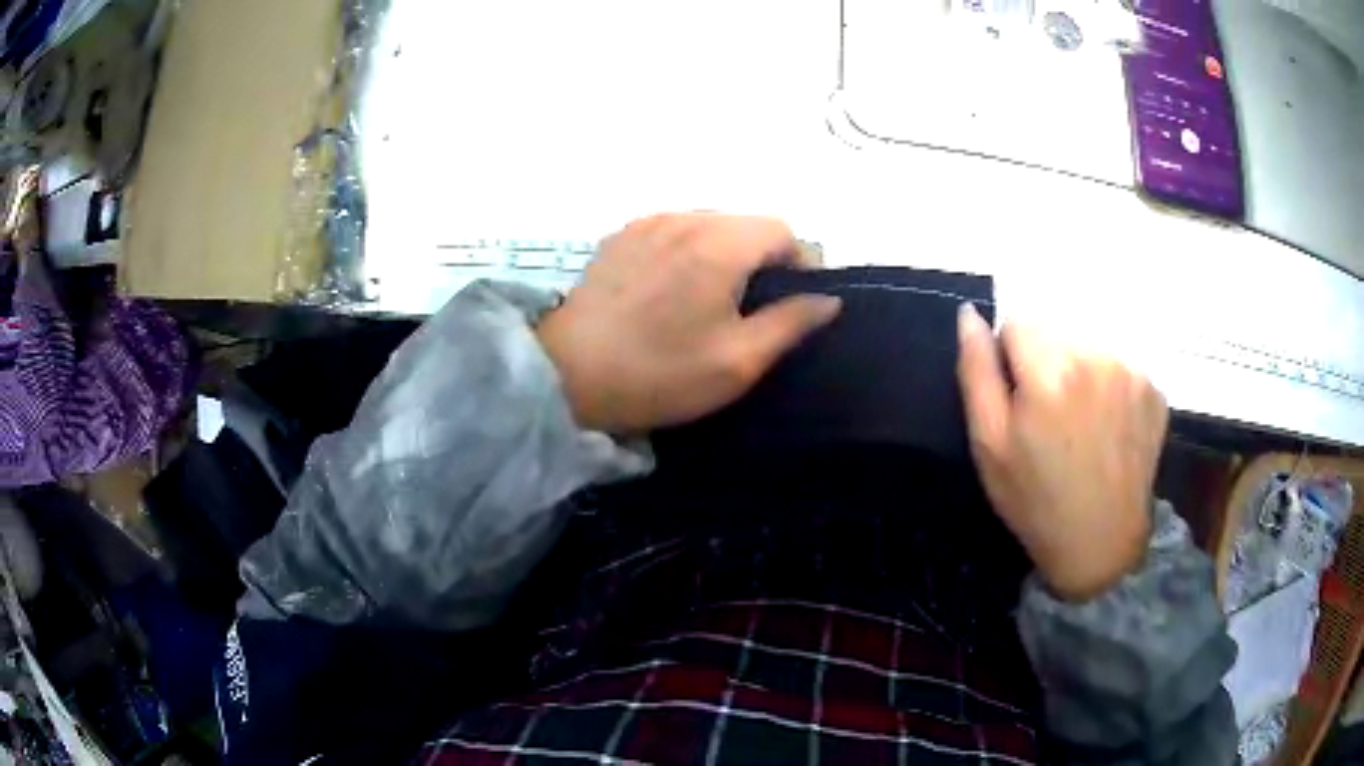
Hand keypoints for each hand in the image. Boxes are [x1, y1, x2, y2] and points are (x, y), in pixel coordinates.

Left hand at [537, 213, 841, 433]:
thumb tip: (827, 299)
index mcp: (721, 243)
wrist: (568, 374)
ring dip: (724, 250)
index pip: (782, 229)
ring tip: (712, 296)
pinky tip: (671, 288)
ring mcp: (647, 222)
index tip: (793, 301)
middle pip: (745, 222)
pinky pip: (672, 228)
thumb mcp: (739, 360)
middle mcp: (686, 217)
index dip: (799, 262)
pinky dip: (688, 248)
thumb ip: (791, 323)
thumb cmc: (661, 372)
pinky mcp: (620, 235)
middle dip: (762, 256)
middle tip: (753, 305)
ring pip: (708, 222)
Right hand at [956, 305, 1168, 601]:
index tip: (1019, 401)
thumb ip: (976, 372)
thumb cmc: (1036, 500)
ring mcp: (1132, 372)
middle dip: (1046, 363)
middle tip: (1050, 418)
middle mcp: (1096, 358)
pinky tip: (1107, 427)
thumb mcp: (990, 444)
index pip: (1017, 323)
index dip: (1010, 360)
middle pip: (1056, 331)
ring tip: (1080, 423)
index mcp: (1051, 371)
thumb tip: (969, 314)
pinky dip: (1109, 386)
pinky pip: (1118, 366)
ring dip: (1078, 372)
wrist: (1101, 545)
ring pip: (1088, 346)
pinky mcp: (1154, 389)